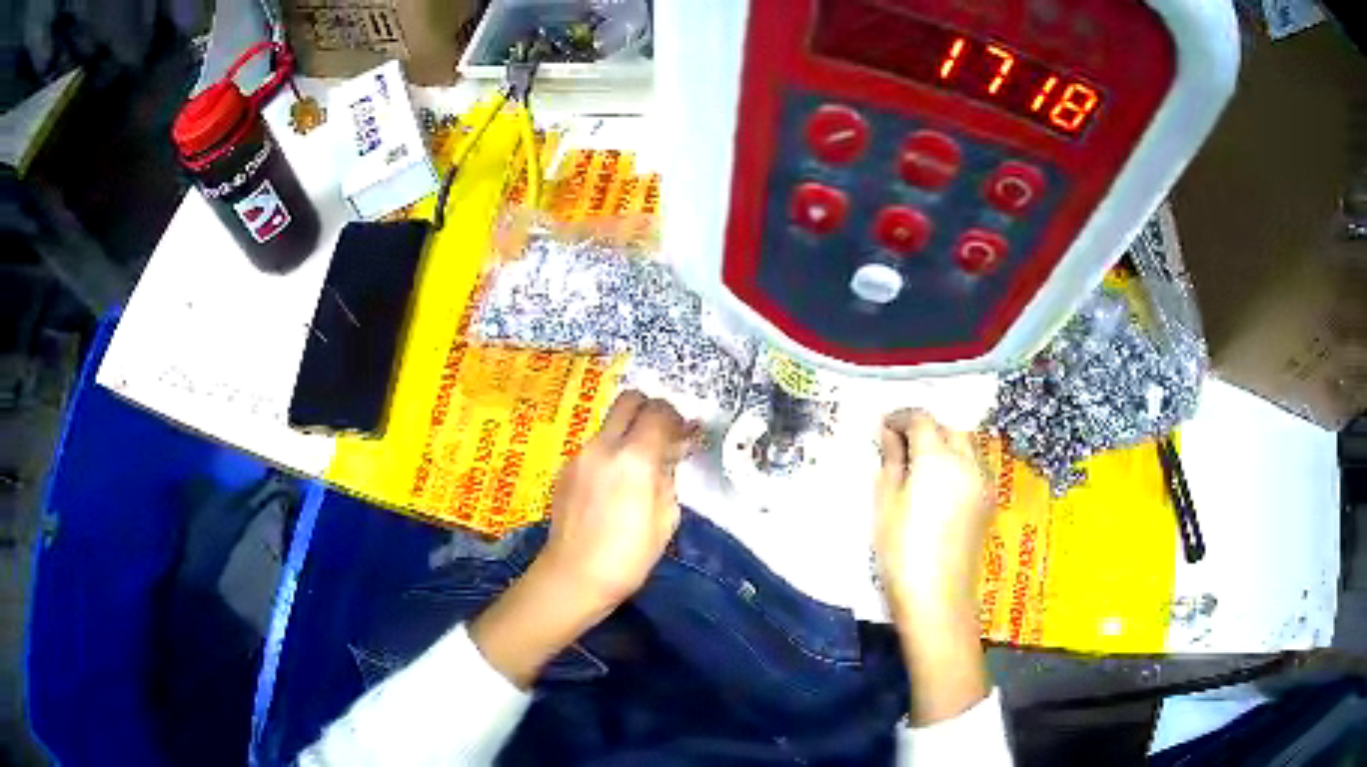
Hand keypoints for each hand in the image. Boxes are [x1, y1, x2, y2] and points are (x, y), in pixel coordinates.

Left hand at [471, 391, 695, 687]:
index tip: (686, 435)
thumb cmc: (628, 557)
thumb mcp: (666, 520)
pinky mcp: (565, 469)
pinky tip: (615, 484)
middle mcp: (604, 446)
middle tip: (663, 435)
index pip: (659, 413)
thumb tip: (668, 458)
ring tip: (640, 465)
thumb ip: (668, 479)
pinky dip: (611, 451)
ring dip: (629, 432)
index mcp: (634, 458)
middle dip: (650, 410)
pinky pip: (595, 446)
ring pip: (610, 424)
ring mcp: (580, 455)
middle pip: (629, 400)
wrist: (573, 576)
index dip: (677, 419)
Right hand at [874, 409, 992, 612]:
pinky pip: (974, 467)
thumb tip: (890, 434)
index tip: (883, 427)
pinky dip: (958, 464)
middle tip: (900, 446)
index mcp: (938, 458)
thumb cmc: (901, 552)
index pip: (922, 419)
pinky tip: (940, 485)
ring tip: (920, 465)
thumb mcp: (886, 504)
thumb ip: (891, 462)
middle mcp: (967, 462)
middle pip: (949, 429)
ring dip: (945, 445)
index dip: (901, 417)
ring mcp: (982, 482)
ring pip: (966, 447)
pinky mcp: (988, 502)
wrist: (937, 597)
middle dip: (926, 429)